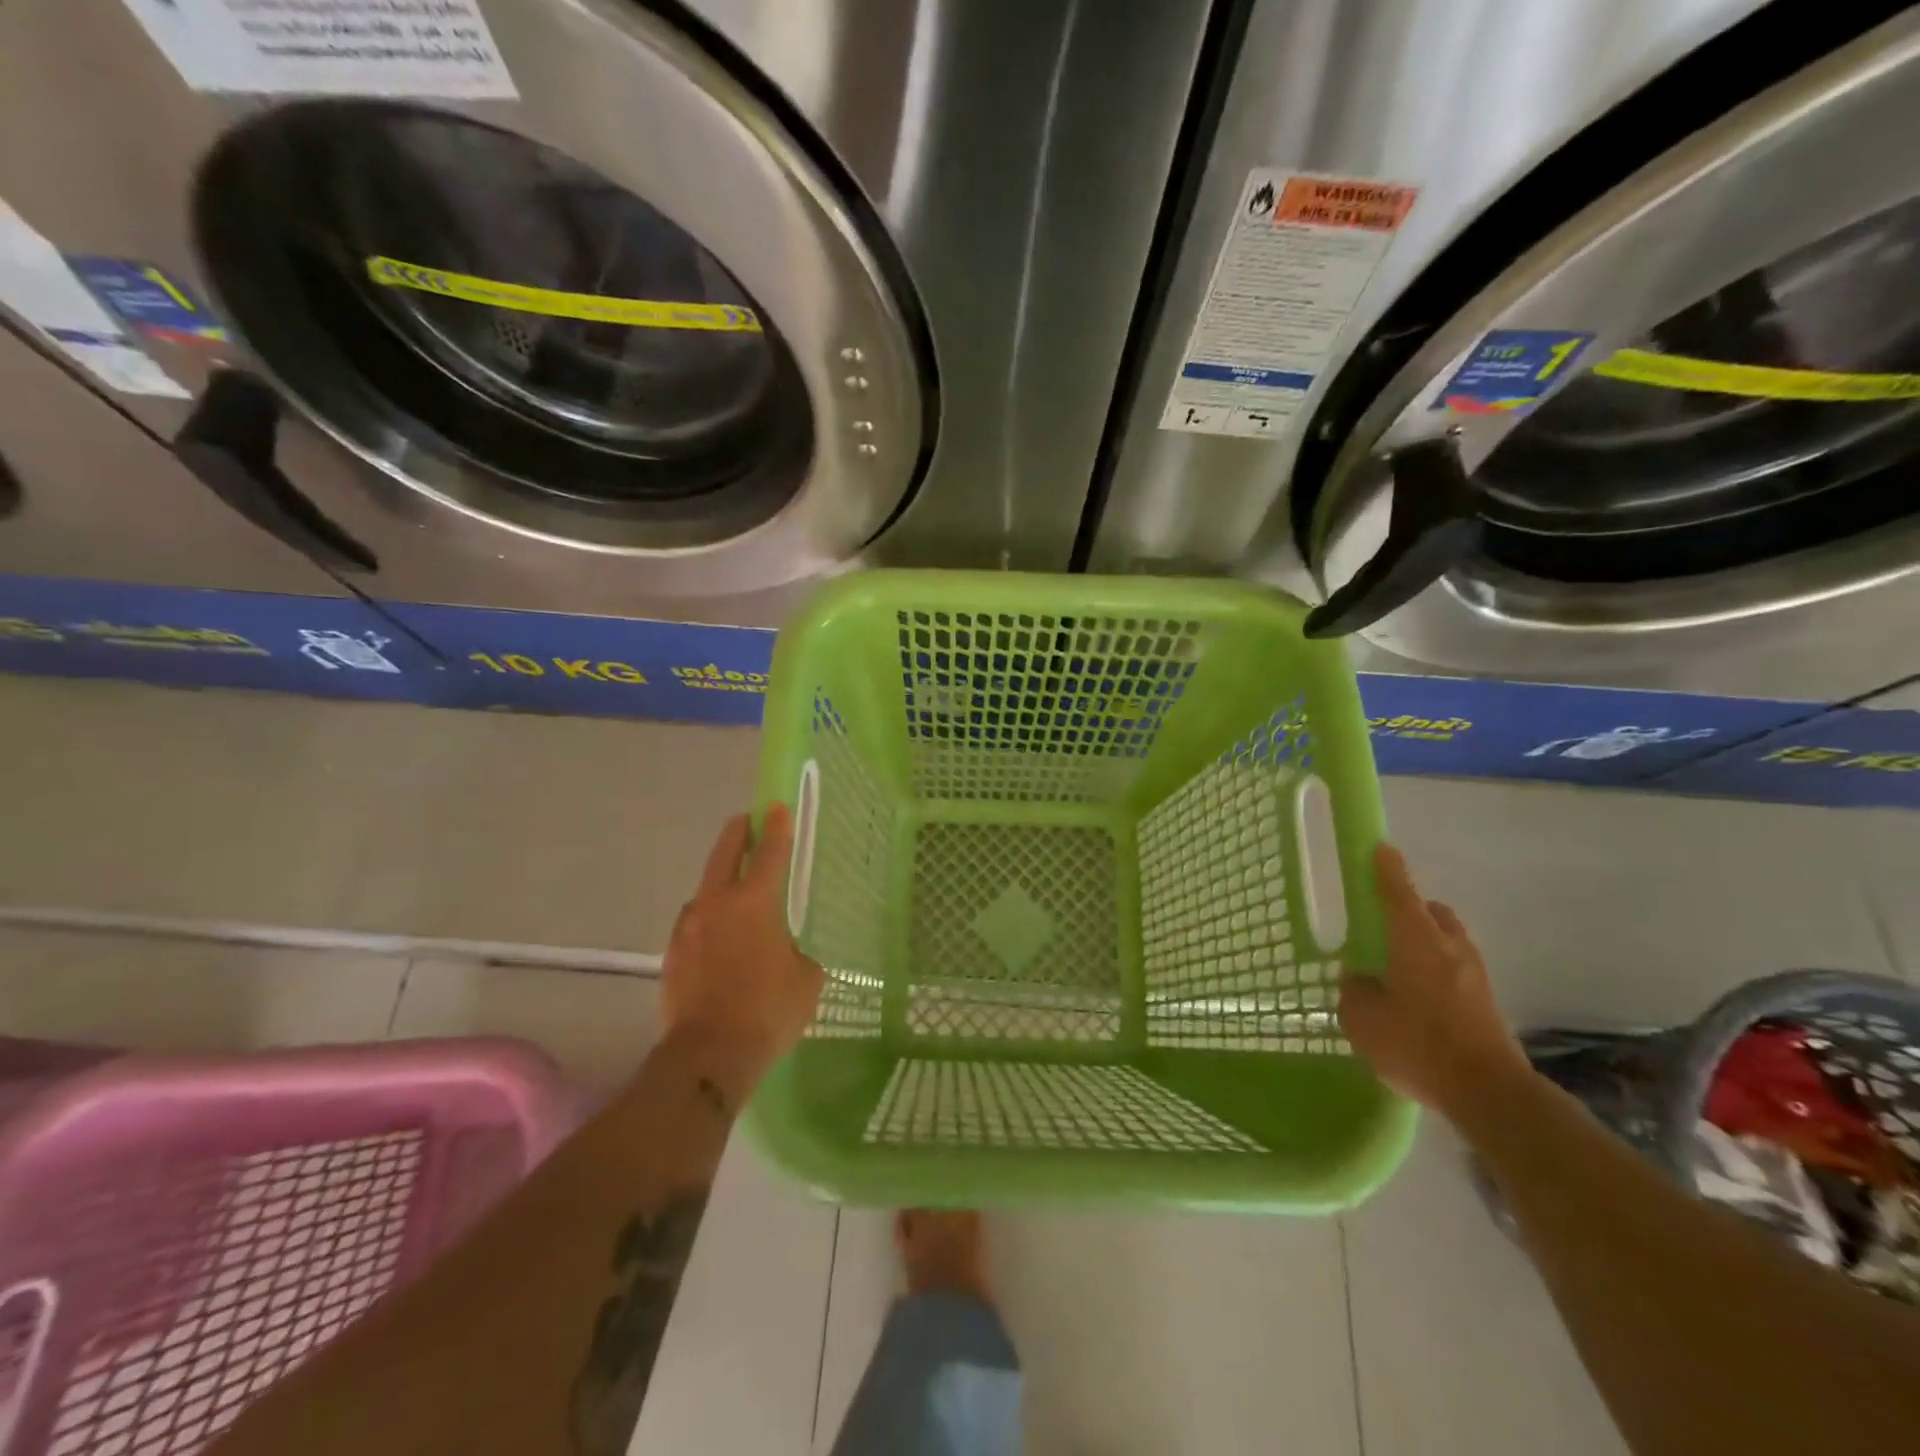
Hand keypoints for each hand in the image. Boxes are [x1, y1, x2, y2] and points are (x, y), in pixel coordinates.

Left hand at [660, 805, 824, 1091]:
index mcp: (755, 903)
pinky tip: (718, 938)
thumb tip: (788, 952)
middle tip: (747, 822)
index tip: (776, 806)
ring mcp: (689, 927)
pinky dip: (708, 918)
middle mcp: (717, 904)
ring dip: (720, 880)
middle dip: (738, 833)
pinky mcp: (673, 954)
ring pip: (705, 889)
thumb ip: (799, 953)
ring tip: (734, 891)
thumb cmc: (768, 1011)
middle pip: (725, 853)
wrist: (708, 1056)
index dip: (777, 828)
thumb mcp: (806, 979)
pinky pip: (694, 923)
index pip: (770, 853)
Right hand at [1338, 844, 1531, 1118]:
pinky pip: (1455, 970)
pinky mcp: (1486, 1003)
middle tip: (1384, 922)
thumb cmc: (1418, 1044)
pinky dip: (1436, 971)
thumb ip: (1355, 991)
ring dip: (1426, 941)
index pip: (1398, 892)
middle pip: (1432, 912)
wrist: (1490, 1094)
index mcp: (1415, 940)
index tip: (1380, 848)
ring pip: (1448, 941)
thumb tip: (1360, 979)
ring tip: (1398, 965)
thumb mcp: (1363, 1018)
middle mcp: (1449, 947)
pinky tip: (1417, 998)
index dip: (1387, 868)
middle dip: (1411, 908)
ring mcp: (1474, 975)